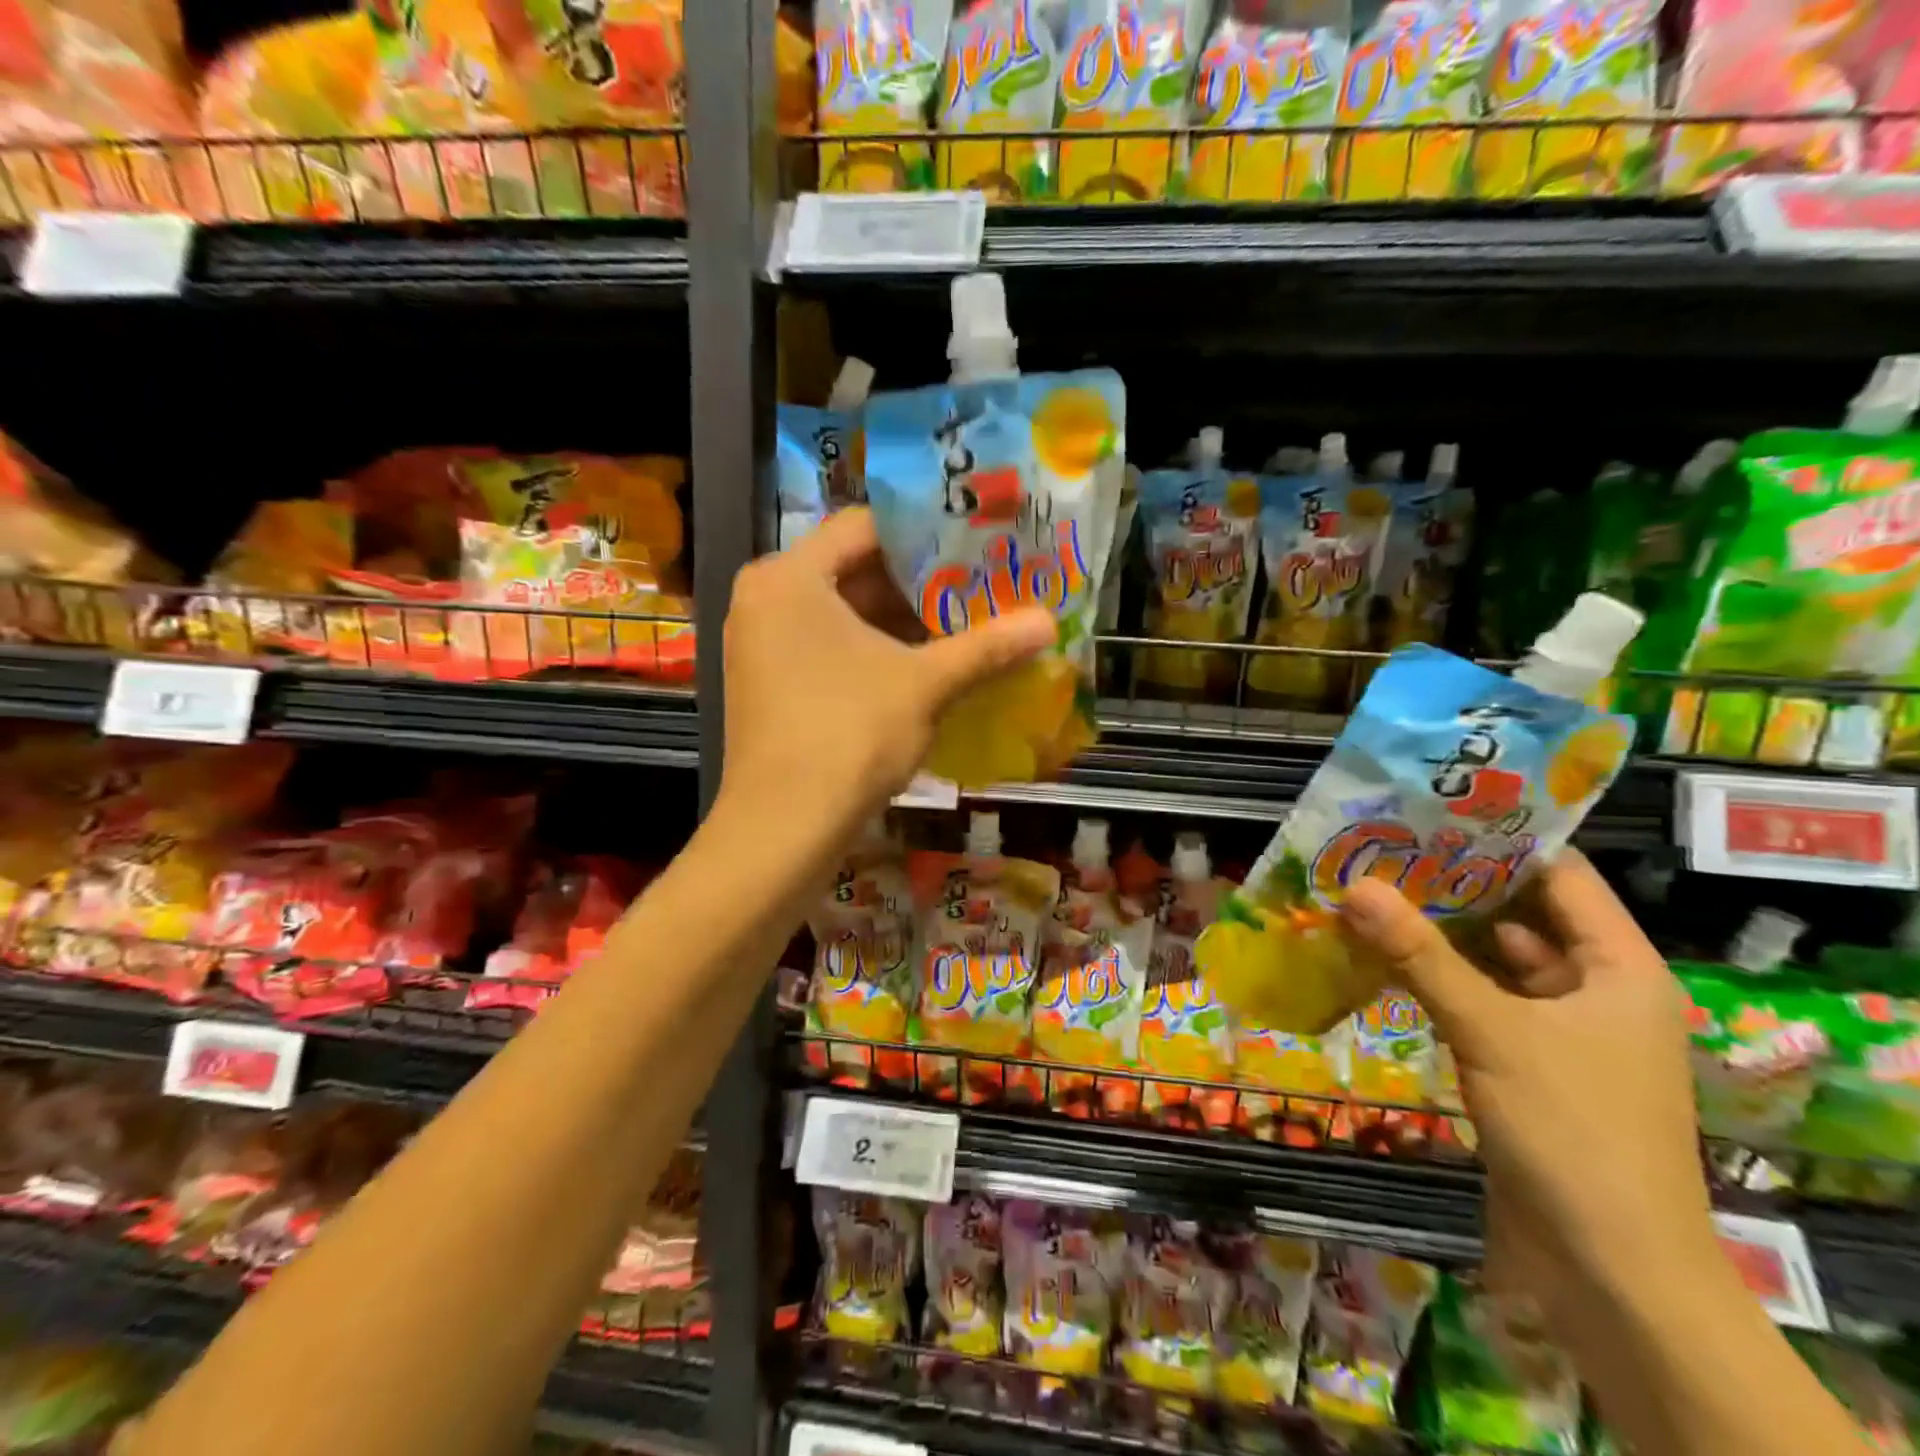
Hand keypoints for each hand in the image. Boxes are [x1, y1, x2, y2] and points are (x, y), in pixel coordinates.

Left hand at [719, 509, 1054, 843]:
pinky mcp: (767, 682)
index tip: (975, 542)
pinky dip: (873, 649)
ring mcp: (760, 643)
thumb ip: (986, 647)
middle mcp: (764, 598)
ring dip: (900, 620)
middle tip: (979, 583)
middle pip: (852, 569)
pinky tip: (924, 663)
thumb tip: (1050, 622)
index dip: (925, 532)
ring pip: (841, 612)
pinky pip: (826, 645)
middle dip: (919, 582)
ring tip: (964, 621)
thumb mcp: (925, 685)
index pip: (865, 526)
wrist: (783, 829)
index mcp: (789, 576)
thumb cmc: (849, 736)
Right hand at [1340, 854, 1716, 1304]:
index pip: (1561, 876)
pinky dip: (1437, 979)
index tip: (1430, 813)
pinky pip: (1480, 1001)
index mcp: (1619, 968)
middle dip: (1453, 885)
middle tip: (1383, 848)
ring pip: (1495, 960)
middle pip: (1521, 915)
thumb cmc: (1573, 1131)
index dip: (1500, 840)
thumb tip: (1354, 885)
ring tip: (1372, 893)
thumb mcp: (1491, 1030)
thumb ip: (1420, 956)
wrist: (1610, 1270)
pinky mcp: (1529, 1064)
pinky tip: (1384, 958)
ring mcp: (1562, 1030)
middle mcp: (1596, 989)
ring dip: (1439, 934)